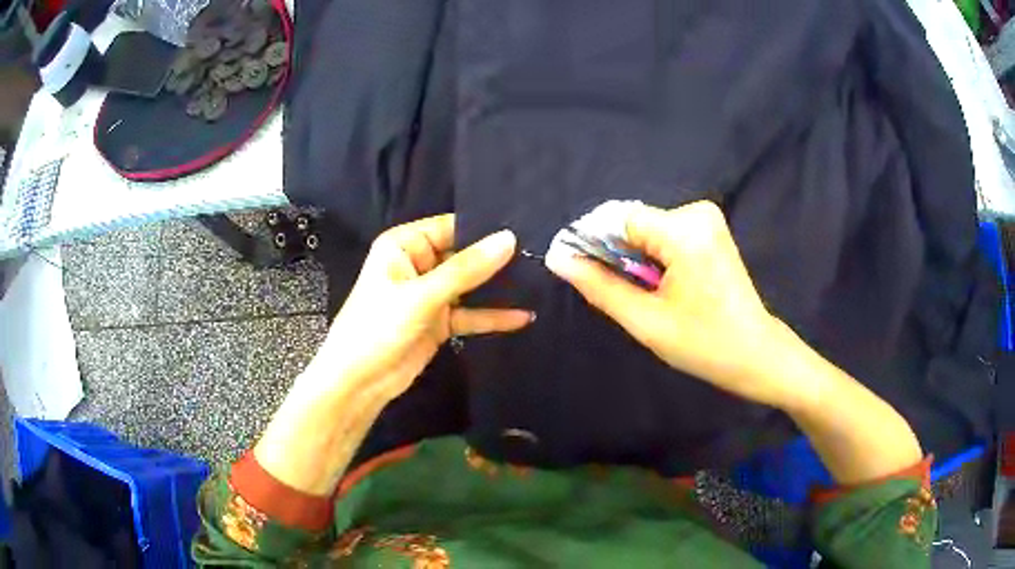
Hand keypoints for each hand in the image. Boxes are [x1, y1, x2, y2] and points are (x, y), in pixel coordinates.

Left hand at [313, 214, 532, 402]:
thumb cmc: (378, 328)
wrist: (358, 382)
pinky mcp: (439, 322)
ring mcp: (430, 294)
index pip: (452, 227)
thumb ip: (466, 269)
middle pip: (465, 255)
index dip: (485, 228)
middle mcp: (419, 264)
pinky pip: (470, 313)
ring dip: (498, 288)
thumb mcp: (422, 296)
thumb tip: (508, 239)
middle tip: (541, 256)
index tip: (526, 228)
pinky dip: (492, 316)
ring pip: (470, 285)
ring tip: (539, 281)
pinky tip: (522, 316)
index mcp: (405, 245)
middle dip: (498, 259)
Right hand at [545, 201, 809, 409]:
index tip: (583, 275)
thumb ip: (599, 286)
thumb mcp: (645, 320)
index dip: (593, 244)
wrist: (756, 353)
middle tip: (627, 296)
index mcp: (684, 230)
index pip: (617, 218)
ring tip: (650, 295)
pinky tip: (666, 285)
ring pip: (646, 229)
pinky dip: (655, 257)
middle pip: (632, 223)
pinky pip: (665, 233)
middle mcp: (697, 211)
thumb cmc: (704, 344)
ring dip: (636, 259)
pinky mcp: (710, 228)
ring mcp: (707, 217)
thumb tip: (557, 258)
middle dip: (618, 255)